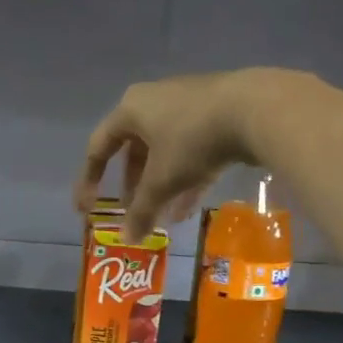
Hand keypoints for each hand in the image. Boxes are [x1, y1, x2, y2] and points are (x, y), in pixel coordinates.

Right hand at [74, 68, 305, 240]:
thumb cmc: (192, 141)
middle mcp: (154, 102)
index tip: (86, 209)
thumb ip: (141, 211)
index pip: (98, 148)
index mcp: (131, 109)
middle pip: (134, 151)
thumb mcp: (162, 181)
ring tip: (161, 217)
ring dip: (160, 186)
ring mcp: (187, 107)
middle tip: (132, 212)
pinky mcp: (215, 116)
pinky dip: (185, 179)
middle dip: (133, 186)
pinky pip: (190, 151)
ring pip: (164, 153)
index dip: (89, 181)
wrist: (255, 109)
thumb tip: (127, 239)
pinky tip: (187, 209)